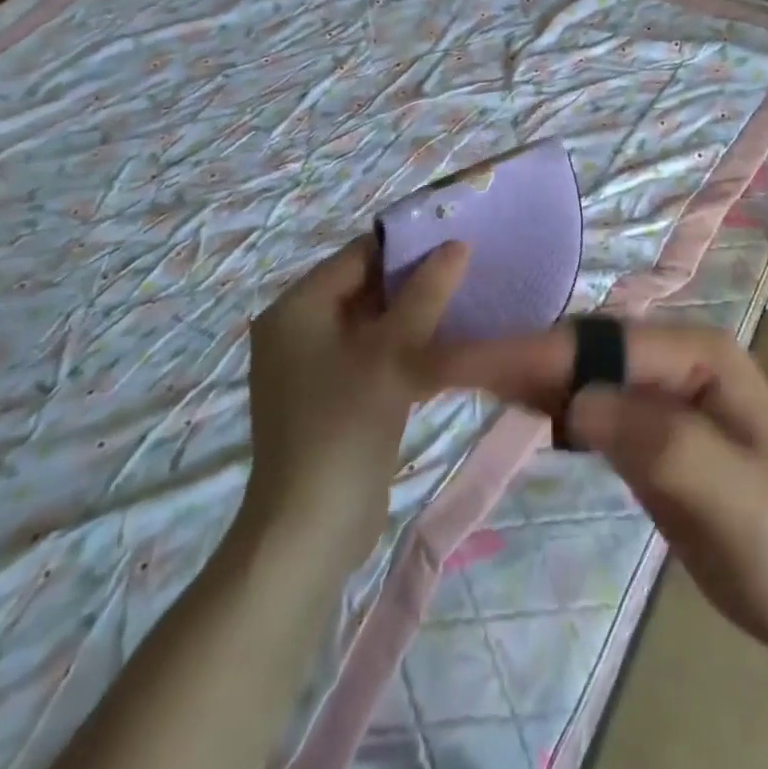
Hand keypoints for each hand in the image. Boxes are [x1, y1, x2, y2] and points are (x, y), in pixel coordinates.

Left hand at [244, 235, 468, 562]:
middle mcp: (300, 330)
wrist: (311, 528)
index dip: (407, 245)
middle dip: (416, 281)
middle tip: (469, 271)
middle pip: (365, 288)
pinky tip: (448, 349)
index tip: (456, 240)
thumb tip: (457, 246)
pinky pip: (373, 356)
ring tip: (466, 304)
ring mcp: (314, 367)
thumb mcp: (392, 353)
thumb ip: (426, 295)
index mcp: (298, 308)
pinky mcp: (333, 398)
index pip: (358, 255)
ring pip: (374, 324)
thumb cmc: (345, 423)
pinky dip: (406, 349)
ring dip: (416, 317)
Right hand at [422, 324, 767, 666]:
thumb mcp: (738, 500)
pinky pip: (590, 410)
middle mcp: (676, 361)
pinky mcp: (650, 435)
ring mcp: (662, 397)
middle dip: (515, 357)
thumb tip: (579, 402)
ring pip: (580, 375)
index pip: (598, 344)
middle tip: (440, 371)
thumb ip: (664, 443)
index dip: (527, 352)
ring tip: (459, 384)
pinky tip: (517, 414)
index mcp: (698, 354)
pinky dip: (549, 407)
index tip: (457, 364)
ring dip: (525, 379)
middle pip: (582, 350)